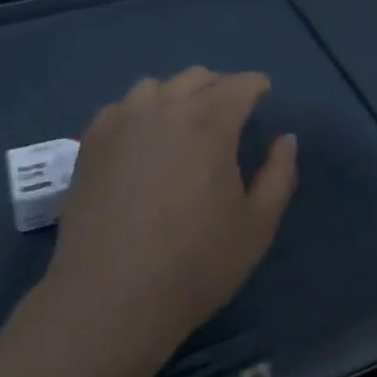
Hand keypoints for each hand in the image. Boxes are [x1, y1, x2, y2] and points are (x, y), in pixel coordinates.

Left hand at [44, 68, 298, 368]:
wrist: (110, 299)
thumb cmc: (194, 264)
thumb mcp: (257, 226)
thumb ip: (279, 174)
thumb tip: (285, 138)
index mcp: (210, 122)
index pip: (239, 84)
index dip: (255, 86)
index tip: (263, 95)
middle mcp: (165, 108)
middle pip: (197, 78)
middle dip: (219, 87)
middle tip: (229, 113)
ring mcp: (122, 121)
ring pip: (156, 86)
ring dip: (177, 95)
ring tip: (182, 123)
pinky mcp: (91, 142)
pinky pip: (121, 108)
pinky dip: (138, 112)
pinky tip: (141, 140)